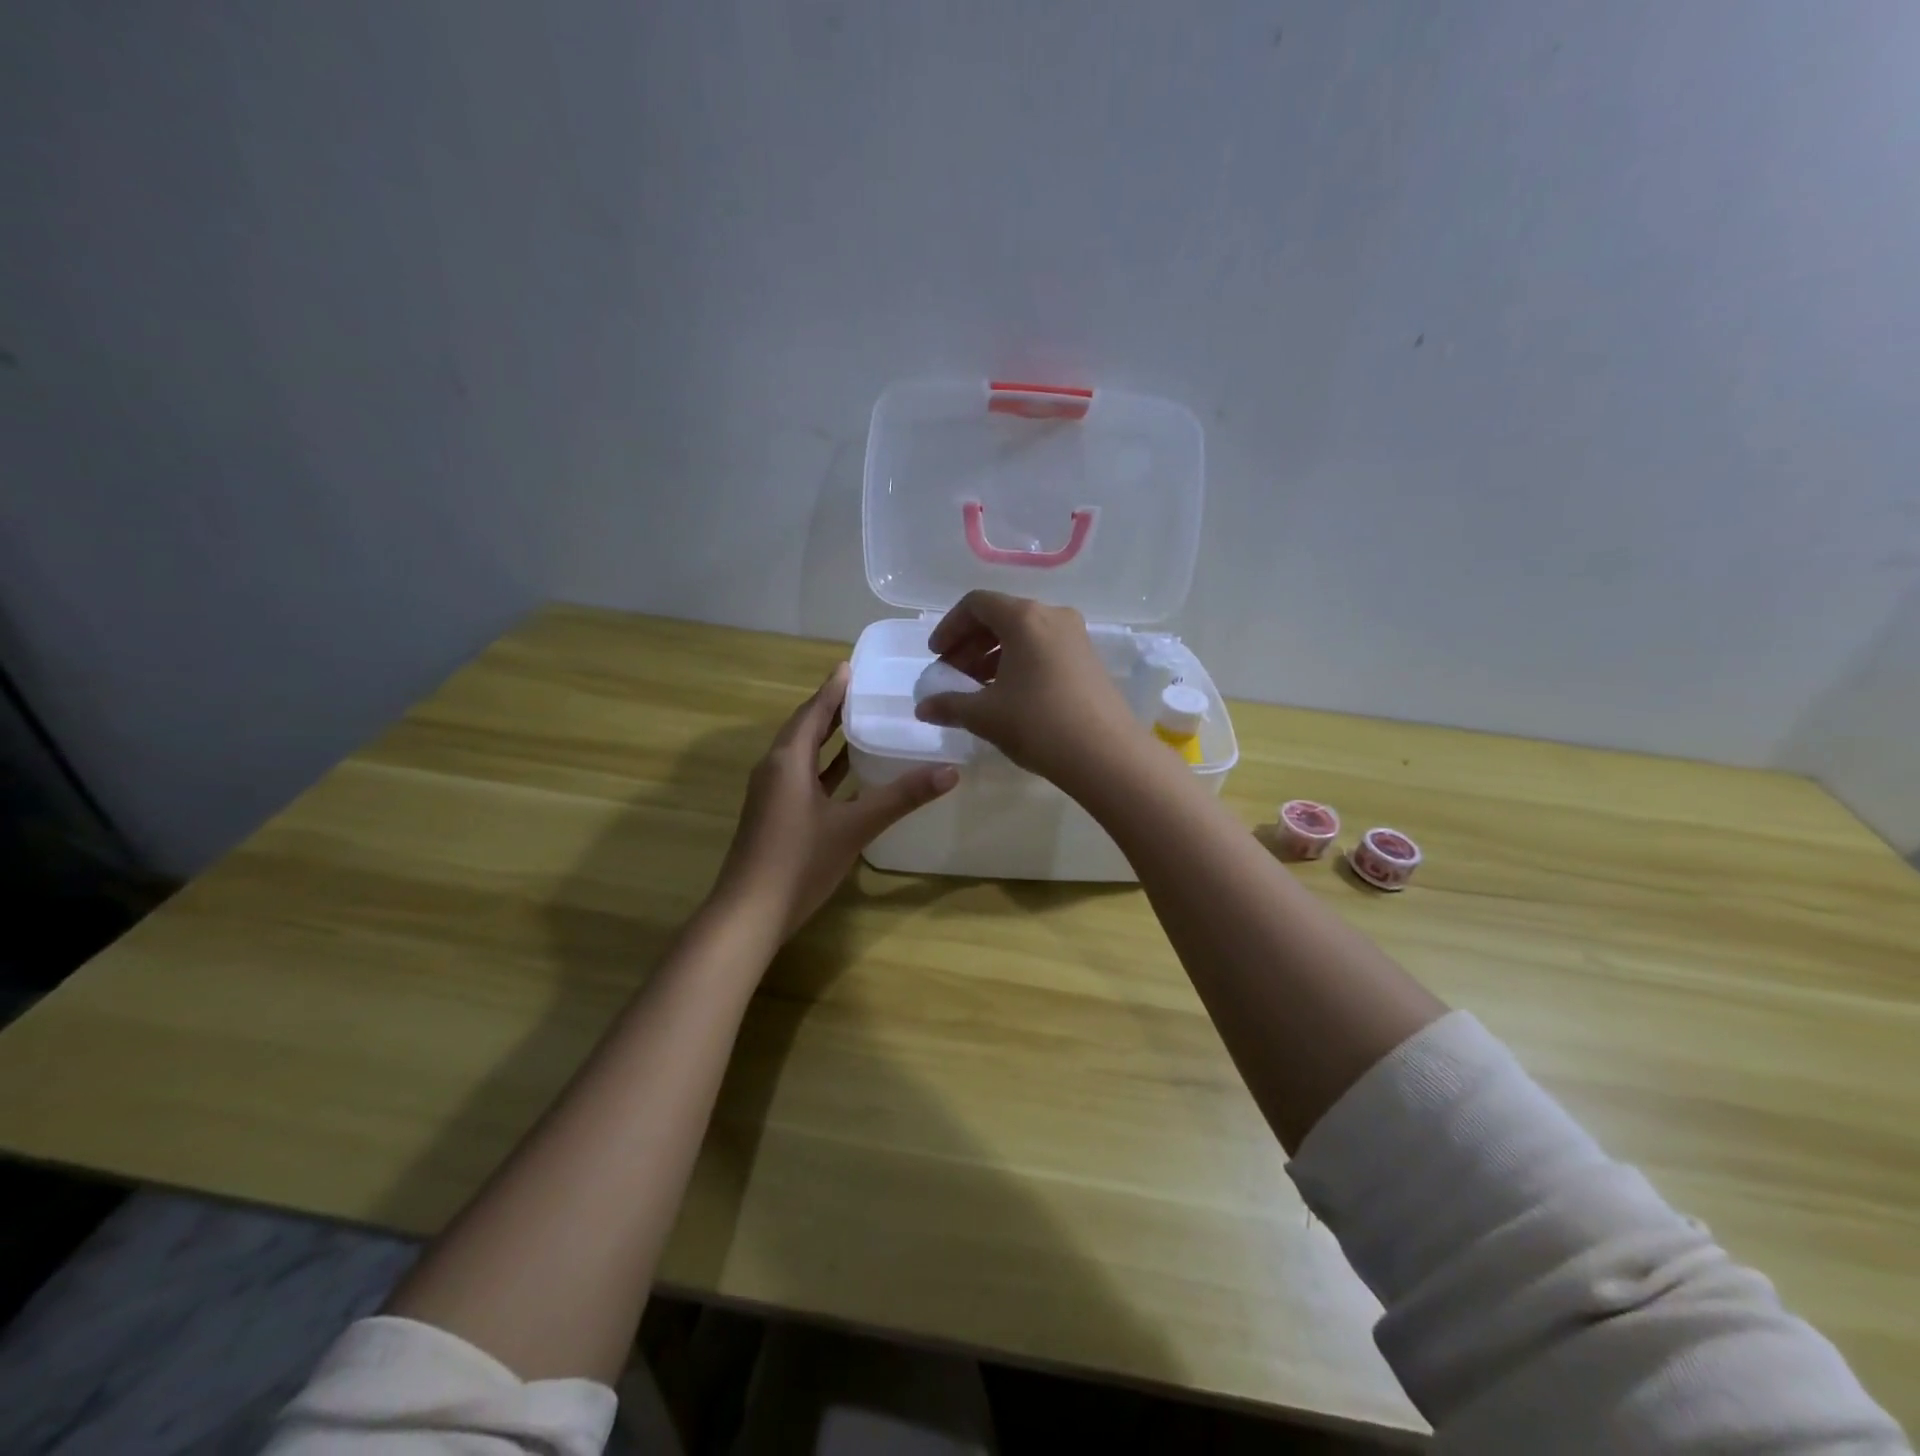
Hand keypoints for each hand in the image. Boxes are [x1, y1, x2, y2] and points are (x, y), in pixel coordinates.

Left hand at [713, 664, 957, 938]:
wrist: (750, 913)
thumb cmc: (800, 861)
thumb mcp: (855, 826)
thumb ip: (902, 797)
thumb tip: (950, 771)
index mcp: (788, 760)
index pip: (813, 711)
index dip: (833, 688)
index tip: (852, 666)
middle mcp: (774, 768)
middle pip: (804, 727)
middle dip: (831, 708)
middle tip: (863, 690)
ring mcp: (771, 794)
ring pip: (802, 753)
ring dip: (827, 737)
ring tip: (860, 722)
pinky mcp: (773, 815)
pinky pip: (801, 776)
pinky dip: (824, 766)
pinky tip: (846, 773)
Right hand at [912, 590, 1141, 791]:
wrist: (1106, 755)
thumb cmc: (1038, 724)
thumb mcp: (985, 715)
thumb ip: (949, 705)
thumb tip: (923, 708)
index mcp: (1024, 617)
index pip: (976, 604)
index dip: (949, 627)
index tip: (936, 656)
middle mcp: (1052, 616)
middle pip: (1001, 617)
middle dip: (970, 644)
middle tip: (953, 675)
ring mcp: (1076, 637)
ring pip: (1024, 635)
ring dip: (994, 656)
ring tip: (977, 690)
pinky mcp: (1089, 660)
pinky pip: (1044, 649)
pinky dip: (1019, 663)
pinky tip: (1009, 696)